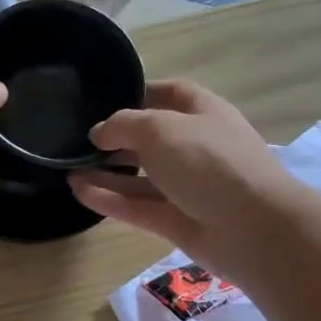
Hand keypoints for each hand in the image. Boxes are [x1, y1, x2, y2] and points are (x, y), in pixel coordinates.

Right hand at [70, 80, 293, 276]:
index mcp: (202, 113)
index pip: (169, 94)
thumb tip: (99, 133)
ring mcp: (186, 186)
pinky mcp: (175, 220)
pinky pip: (136, 206)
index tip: (103, 99)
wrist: (252, 227)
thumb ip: (123, 125)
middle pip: (151, 138)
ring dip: (106, 172)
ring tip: (68, 167)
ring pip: (140, 177)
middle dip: (117, 138)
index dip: (139, 93)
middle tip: (77, 139)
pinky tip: (78, 190)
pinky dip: (109, 198)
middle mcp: (195, 147)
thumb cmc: (208, 161)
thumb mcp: (159, 129)